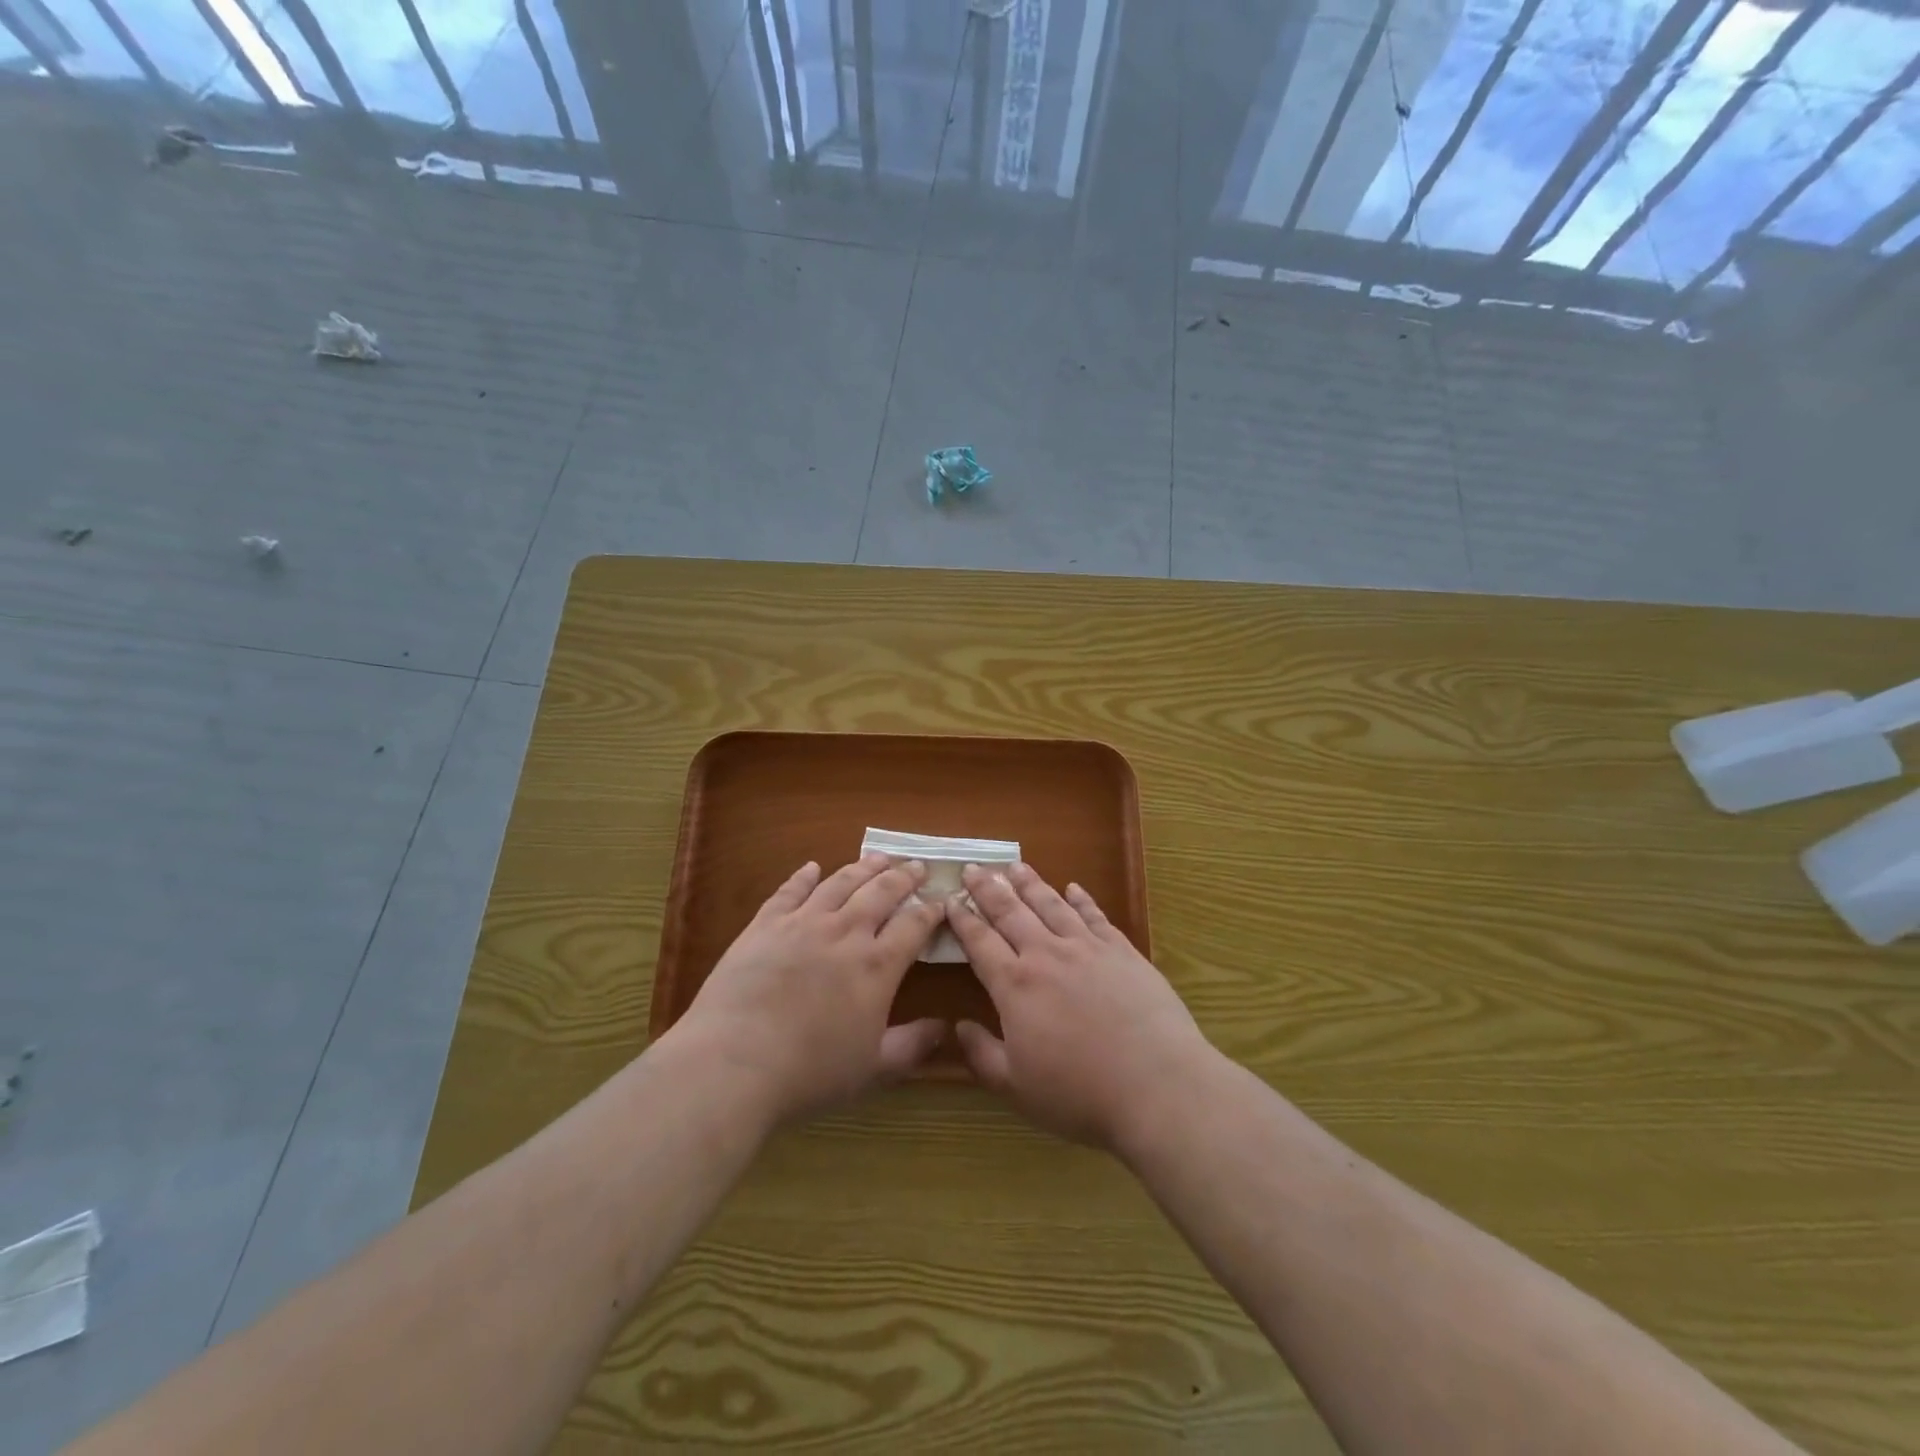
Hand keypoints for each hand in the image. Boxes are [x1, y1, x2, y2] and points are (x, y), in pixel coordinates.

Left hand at [672, 855, 947, 1125]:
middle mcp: (845, 932)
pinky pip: (790, 891)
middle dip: (904, 877)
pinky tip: (812, 867)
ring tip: (880, 857)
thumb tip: (944, 1028)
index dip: (931, 910)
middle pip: (882, 892)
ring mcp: (803, 923)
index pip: (914, 926)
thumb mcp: (872, 1069)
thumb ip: (912, 1046)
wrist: (734, 1062)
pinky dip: (804, 876)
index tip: (942, 900)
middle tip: (917, 866)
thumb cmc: (809, 1072)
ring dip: (864, 867)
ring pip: (841, 882)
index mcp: (877, 966)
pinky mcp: (765, 924)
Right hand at [947, 862, 1215, 1152]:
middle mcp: (1047, 955)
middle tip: (973, 867)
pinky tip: (1073, 887)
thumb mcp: (1017, 1088)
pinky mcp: (1122, 951)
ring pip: (1051, 904)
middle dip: (988, 888)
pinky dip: (1082, 898)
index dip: (963, 919)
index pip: (980, 942)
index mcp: (1015, 985)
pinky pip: (1095, 915)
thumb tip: (959, 1027)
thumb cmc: (1080, 1093)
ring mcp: (1087, 948)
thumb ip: (982, 1055)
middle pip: (1011, 912)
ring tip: (1015, 866)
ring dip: (1030, 883)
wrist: (1156, 1084)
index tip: (950, 899)